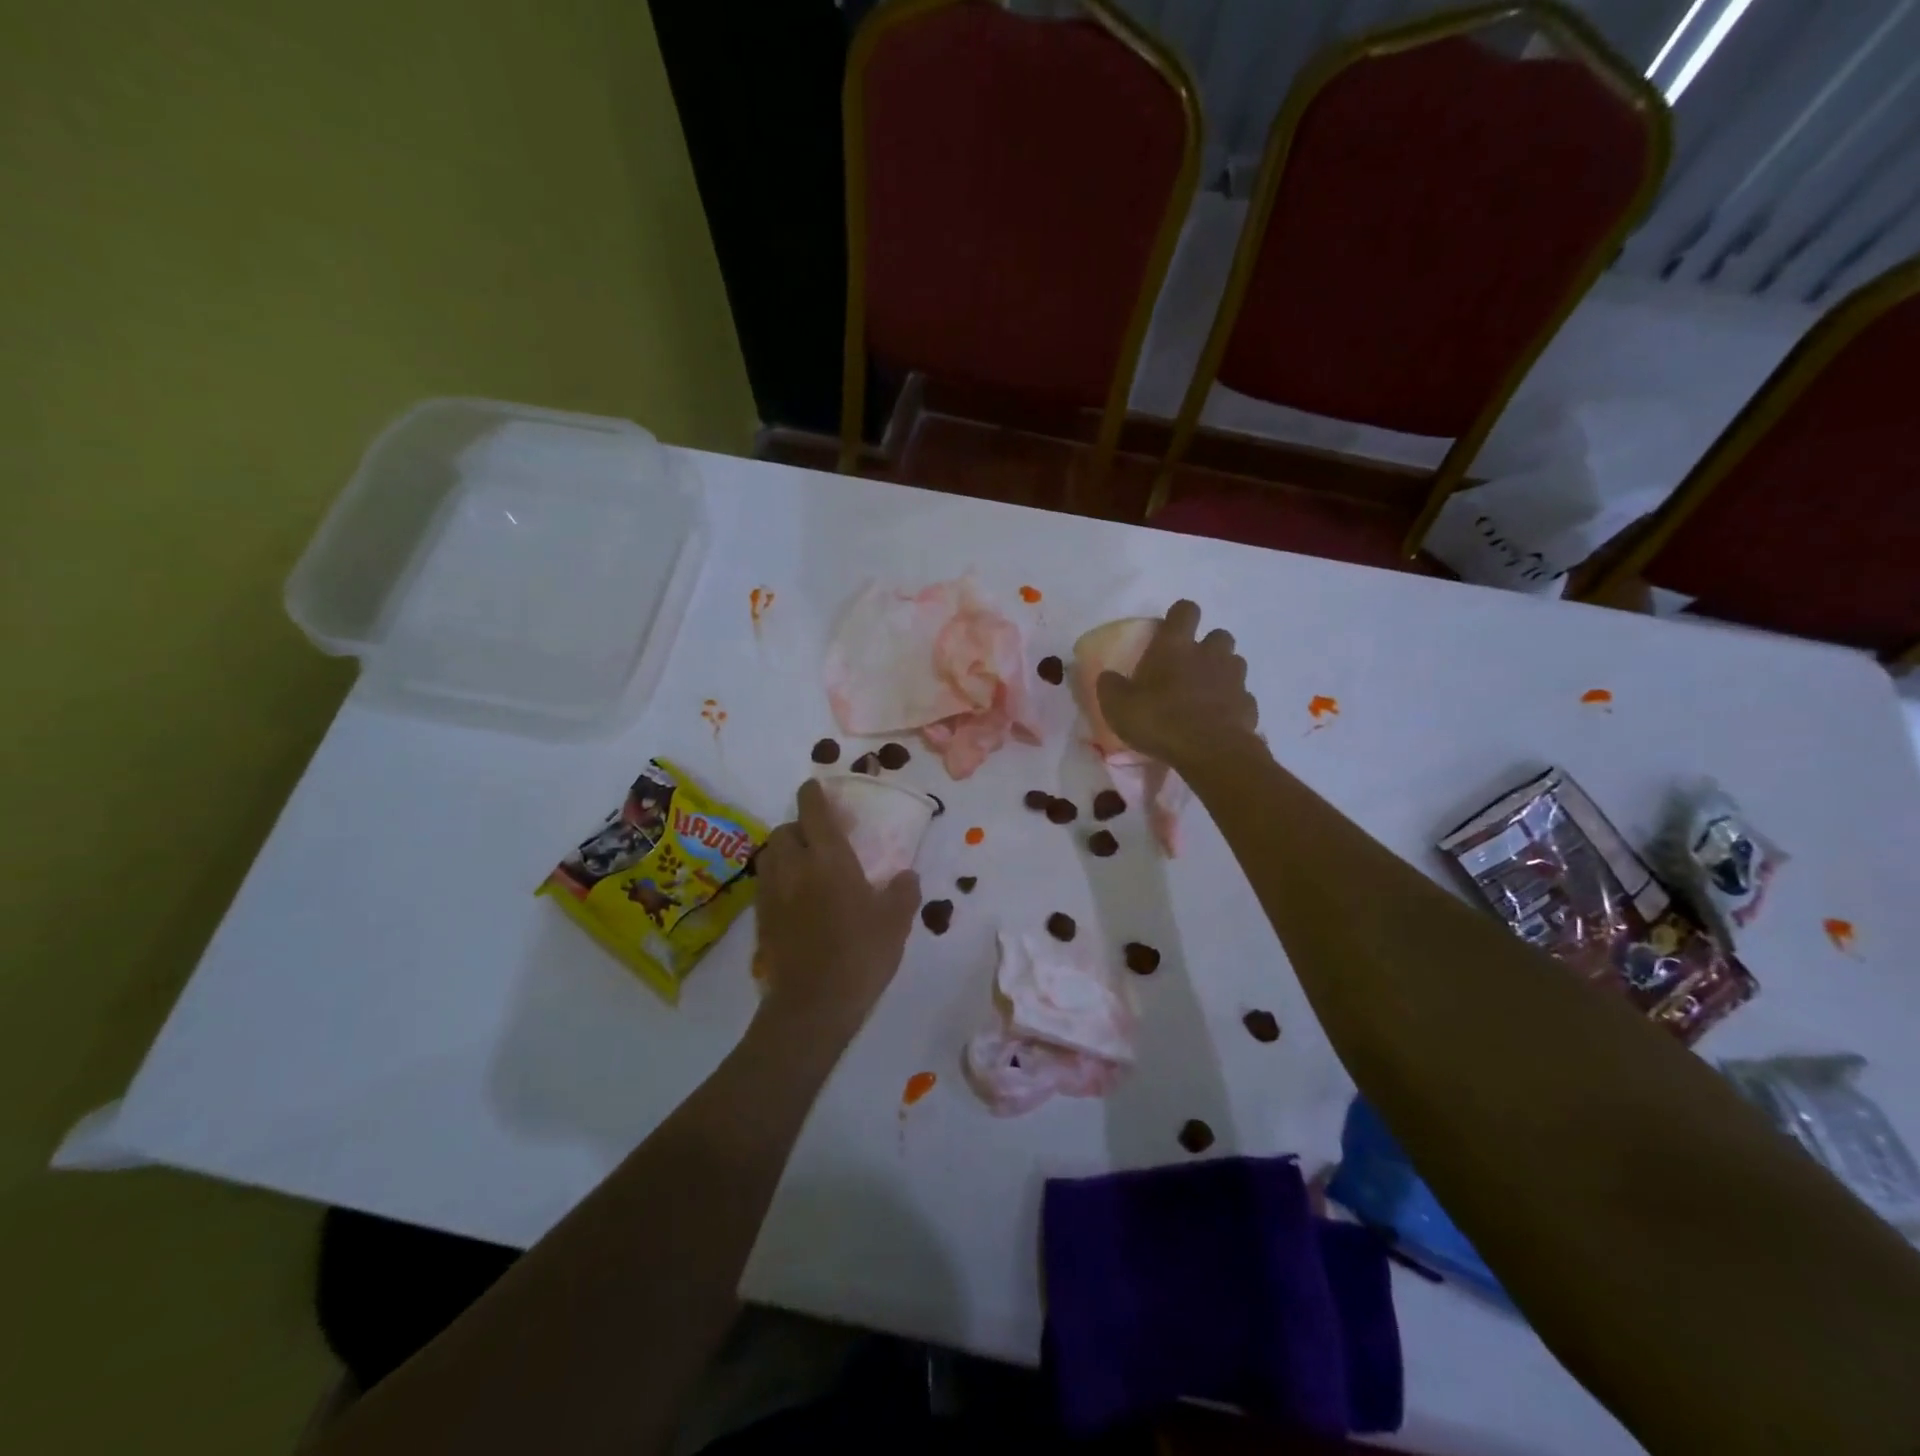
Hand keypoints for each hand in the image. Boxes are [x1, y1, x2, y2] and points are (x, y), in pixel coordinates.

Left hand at [754, 779, 920, 1043]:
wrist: (813, 1005)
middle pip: (785, 830)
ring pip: (770, 854)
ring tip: (804, 863)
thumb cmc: (860, 955)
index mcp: (829, 859)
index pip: (813, 811)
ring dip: (784, 849)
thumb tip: (906, 874)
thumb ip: (903, 891)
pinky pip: (765, 882)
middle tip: (819, 837)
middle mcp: (794, 867)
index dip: (813, 794)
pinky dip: (778, 877)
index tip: (817, 787)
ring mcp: (772, 893)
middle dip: (799, 825)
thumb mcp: (896, 922)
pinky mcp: (761, 918)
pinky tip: (795, 895)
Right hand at [1095, 599, 1259, 771]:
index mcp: (1175, 646)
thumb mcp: (1117, 706)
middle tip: (1189, 667)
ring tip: (1205, 694)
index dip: (1179, 616)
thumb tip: (1108, 677)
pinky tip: (1218, 719)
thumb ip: (1110, 687)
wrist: (1210, 752)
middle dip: (1207, 647)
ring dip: (1221, 673)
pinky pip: (1241, 697)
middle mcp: (1209, 654)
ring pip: (1234, 663)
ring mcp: (1234, 678)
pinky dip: (1231, 704)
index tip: (1169, 632)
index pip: (1185, 610)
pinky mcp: (1249, 704)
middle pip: (1218, 635)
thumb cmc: (1159, 720)